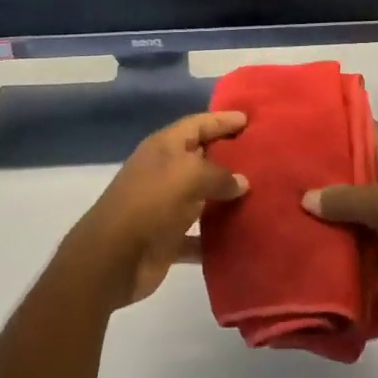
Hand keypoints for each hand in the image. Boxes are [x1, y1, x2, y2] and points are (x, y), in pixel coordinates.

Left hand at [64, 112, 248, 309]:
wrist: (113, 258)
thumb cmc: (150, 203)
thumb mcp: (189, 176)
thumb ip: (220, 175)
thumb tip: (242, 182)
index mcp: (164, 147)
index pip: (198, 124)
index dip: (223, 120)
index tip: (250, 119)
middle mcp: (164, 172)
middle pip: (202, 158)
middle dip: (230, 156)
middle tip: (265, 155)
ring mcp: (165, 205)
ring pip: (203, 196)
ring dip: (227, 197)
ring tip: (262, 194)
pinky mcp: (168, 238)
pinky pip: (199, 233)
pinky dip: (217, 236)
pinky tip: (243, 236)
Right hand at [304, 124, 377, 310]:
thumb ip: (345, 200)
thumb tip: (305, 198)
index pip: (363, 130)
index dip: (336, 125)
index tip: (301, 128)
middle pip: (356, 174)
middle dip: (325, 178)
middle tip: (284, 177)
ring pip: (361, 213)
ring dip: (336, 220)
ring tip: (293, 218)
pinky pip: (373, 249)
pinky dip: (355, 256)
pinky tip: (325, 261)